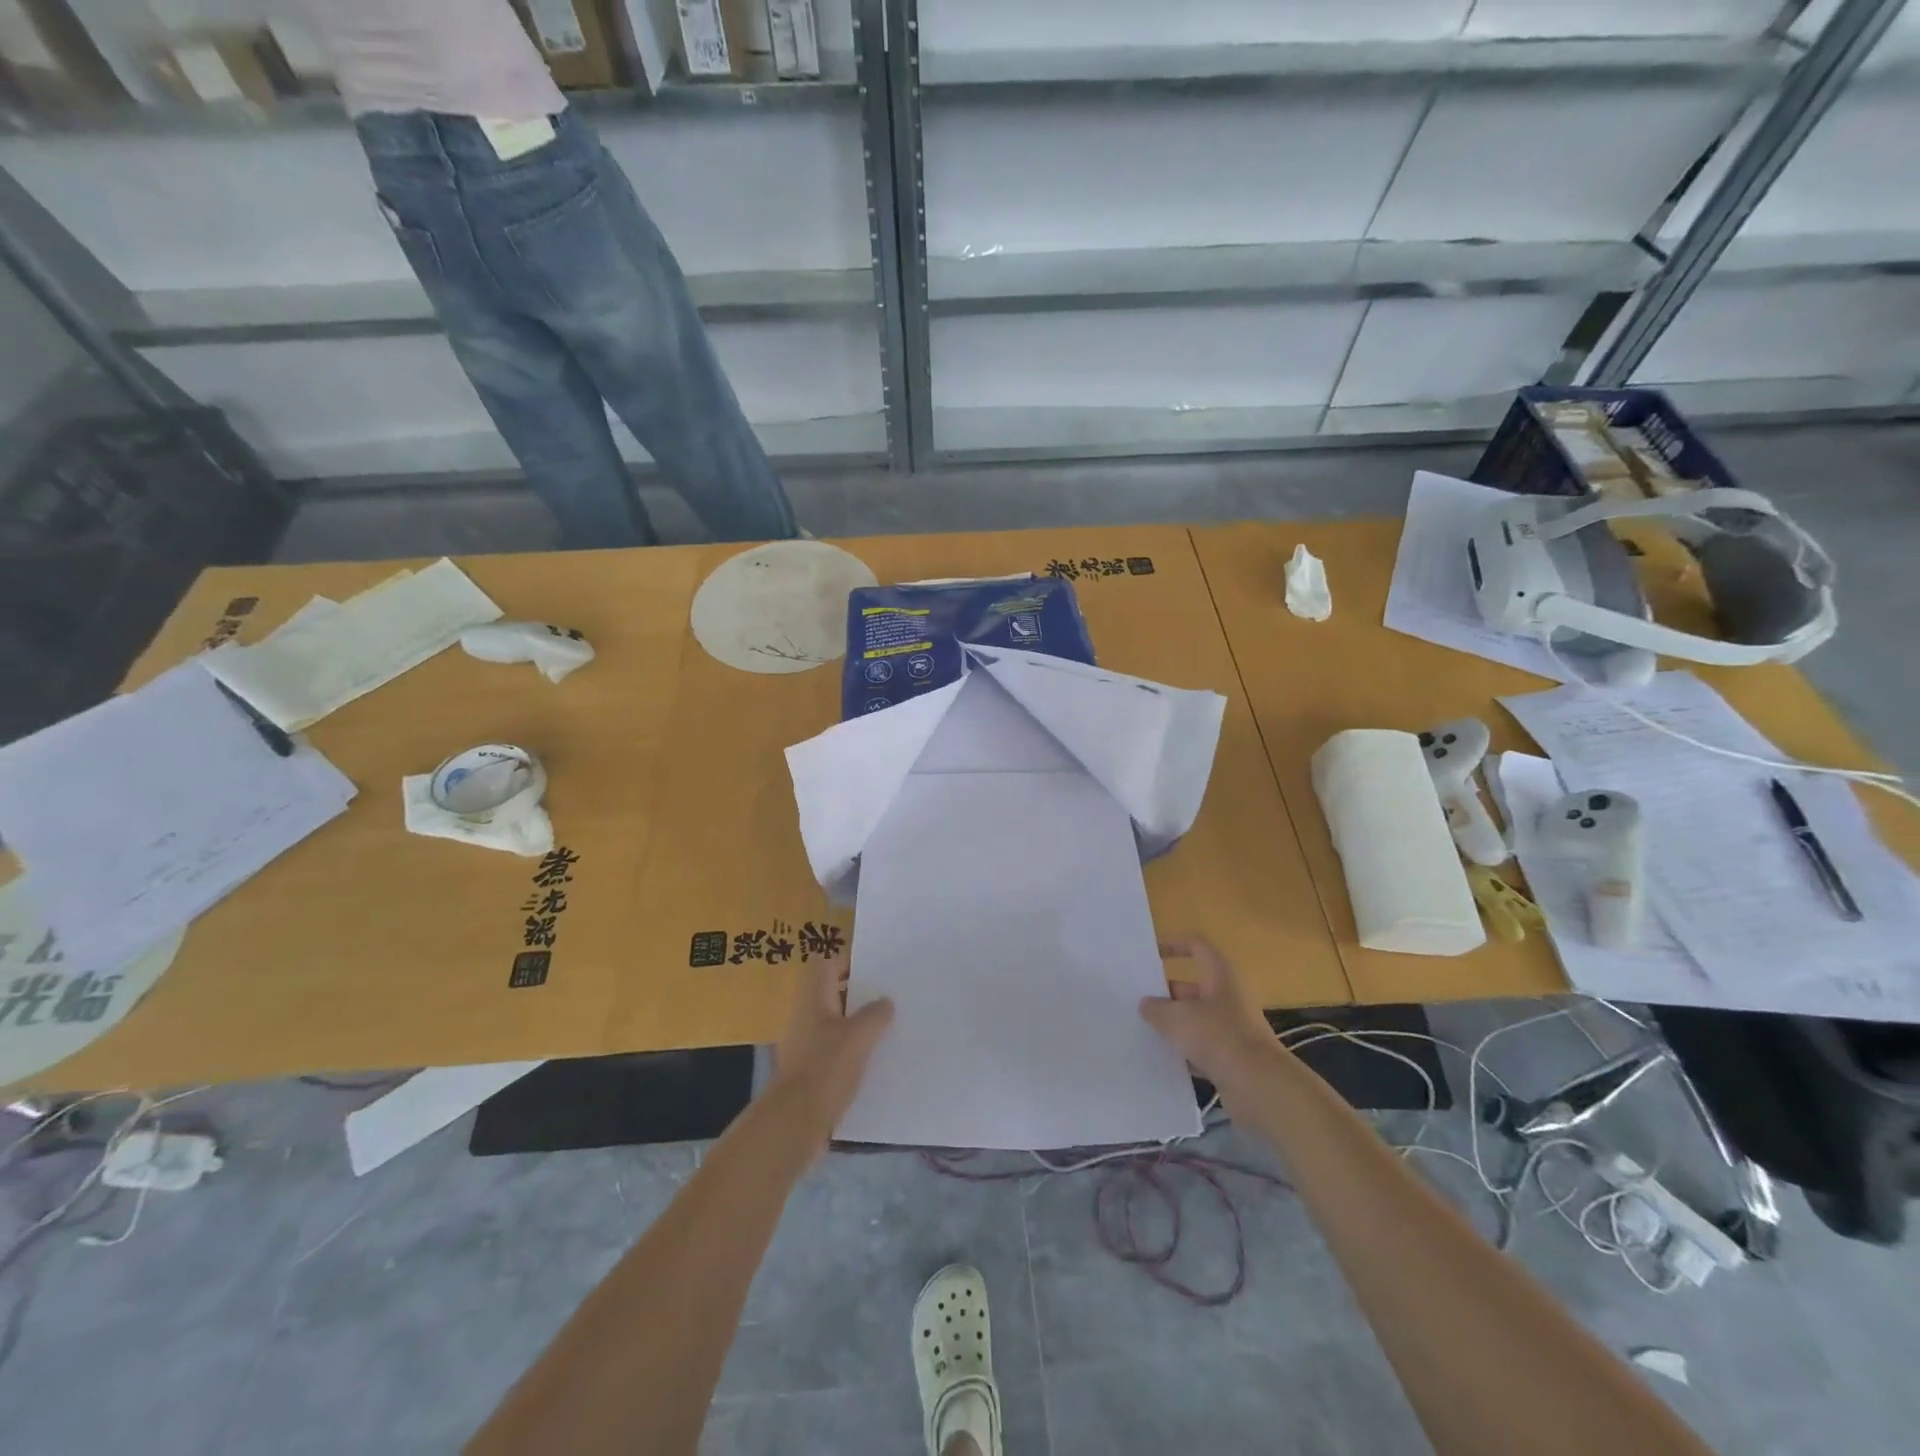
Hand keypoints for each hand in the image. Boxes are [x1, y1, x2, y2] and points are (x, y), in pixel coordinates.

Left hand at [771, 956, 893, 1145]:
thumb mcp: (859, 1036)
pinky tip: (873, 1062)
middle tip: (889, 999)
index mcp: (813, 999)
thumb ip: (875, 1014)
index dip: (849, 962)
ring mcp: (804, 1045)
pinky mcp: (808, 1072)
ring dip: (857, 1025)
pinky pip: (833, 1051)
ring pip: (834, 1024)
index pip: (826, 964)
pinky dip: (851, 1052)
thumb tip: (884, 1001)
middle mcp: (805, 1017)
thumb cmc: (826, 1069)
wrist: (795, 1123)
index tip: (877, 971)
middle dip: (859, 996)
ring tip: (888, 1030)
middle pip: (832, 994)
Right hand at [1140, 936, 1281, 1096]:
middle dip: (1165, 993)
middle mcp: (1228, 997)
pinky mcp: (1232, 1056)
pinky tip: (1162, 1058)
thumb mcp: (1176, 1018)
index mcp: (1220, 975)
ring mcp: (1232, 1028)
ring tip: (1143, 1029)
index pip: (1197, 946)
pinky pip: (1202, 1046)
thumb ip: (1156, 1008)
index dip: (1174, 945)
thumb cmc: (1217, 1037)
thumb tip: (1146, 1004)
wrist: (1258, 1086)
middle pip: (1192, 986)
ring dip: (1173, 1023)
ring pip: (1195, 1018)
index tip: (1151, 954)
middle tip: (1137, 1001)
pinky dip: (1185, 1050)